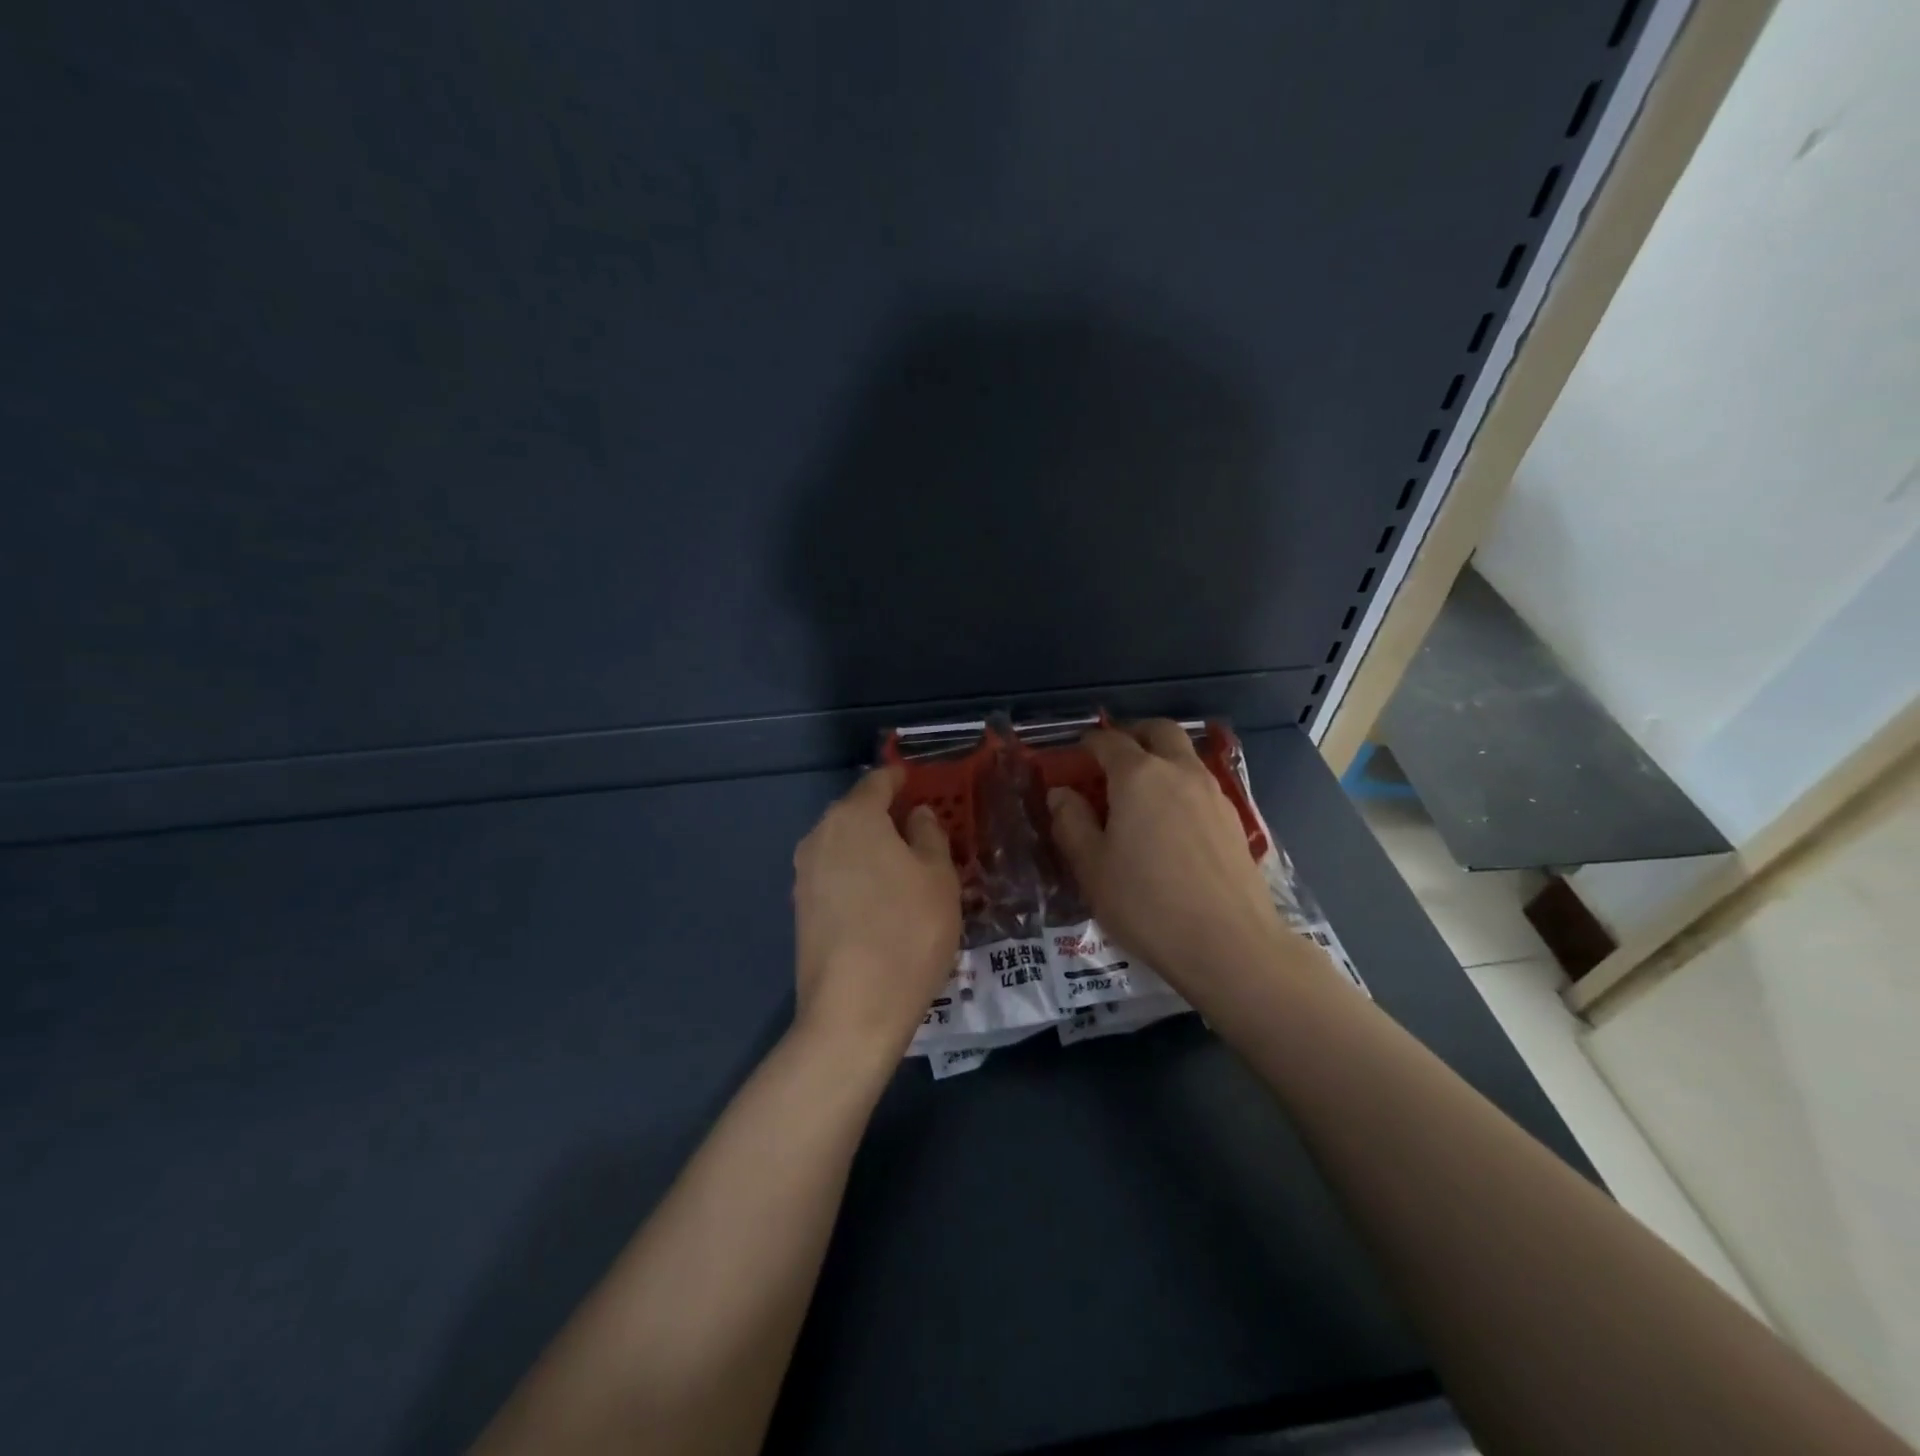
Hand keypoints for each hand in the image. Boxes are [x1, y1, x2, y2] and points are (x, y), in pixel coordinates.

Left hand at [791, 765, 962, 1061]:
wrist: (853, 1010)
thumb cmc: (908, 931)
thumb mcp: (938, 878)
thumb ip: (928, 835)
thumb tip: (915, 815)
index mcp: (853, 817)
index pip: (878, 781)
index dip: (901, 778)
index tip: (919, 783)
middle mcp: (820, 836)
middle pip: (856, 812)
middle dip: (886, 815)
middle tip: (921, 830)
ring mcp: (804, 874)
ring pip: (844, 845)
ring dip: (871, 848)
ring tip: (905, 867)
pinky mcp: (800, 909)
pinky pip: (835, 875)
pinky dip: (858, 875)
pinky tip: (881, 900)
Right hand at [1047, 721, 1283, 993]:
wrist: (1229, 944)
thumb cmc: (1146, 904)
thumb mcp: (1092, 868)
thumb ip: (1071, 823)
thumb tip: (1061, 793)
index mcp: (1138, 776)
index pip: (1109, 741)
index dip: (1090, 743)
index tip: (1078, 752)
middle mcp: (1179, 771)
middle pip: (1158, 731)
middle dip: (1134, 734)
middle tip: (1114, 757)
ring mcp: (1213, 793)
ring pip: (1185, 755)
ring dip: (1162, 757)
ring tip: (1142, 791)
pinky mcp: (1235, 820)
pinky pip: (1202, 784)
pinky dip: (1181, 785)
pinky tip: (1172, 822)